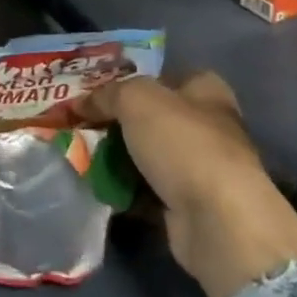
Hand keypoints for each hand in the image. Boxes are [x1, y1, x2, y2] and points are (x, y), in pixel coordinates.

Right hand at [82, 73, 296, 296]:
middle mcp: (206, 125)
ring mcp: (198, 168)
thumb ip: (106, 94)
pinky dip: (124, 189)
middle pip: (150, 117)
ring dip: (116, 158)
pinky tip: (99, 186)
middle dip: (116, 122)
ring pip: (145, 155)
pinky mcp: (187, 204)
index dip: (128, 81)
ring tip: (81, 156)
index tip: (94, 92)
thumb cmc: (182, 143)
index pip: (162, 77)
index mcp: (204, 90)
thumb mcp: (136, 99)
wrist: (216, 220)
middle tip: (81, 125)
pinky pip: (146, 189)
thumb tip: (80, 103)